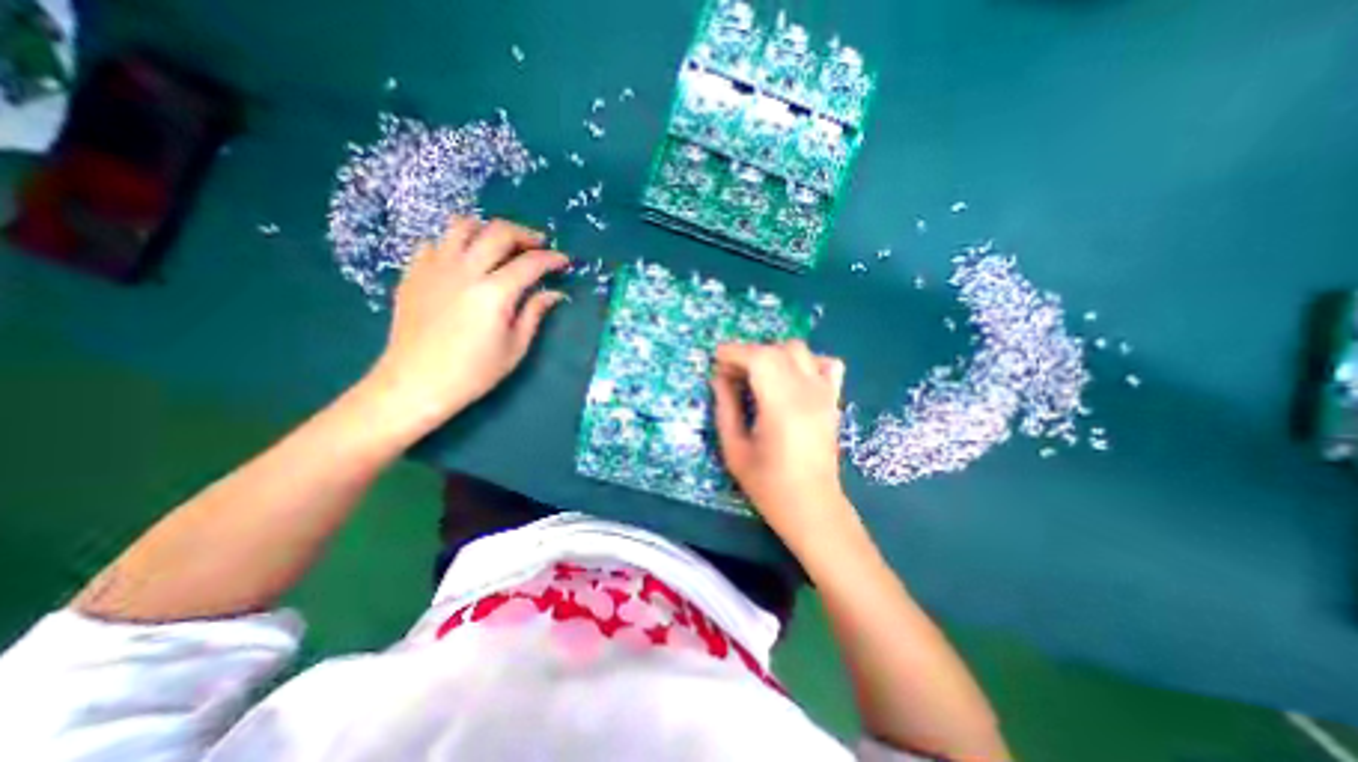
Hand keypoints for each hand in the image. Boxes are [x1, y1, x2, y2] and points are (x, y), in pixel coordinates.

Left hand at [359, 218, 568, 437]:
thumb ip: (534, 313)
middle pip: (498, 232)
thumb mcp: (515, 347)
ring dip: (488, 229)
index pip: (530, 263)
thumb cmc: (474, 372)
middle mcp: (465, 271)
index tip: (564, 261)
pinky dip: (455, 244)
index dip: (552, 259)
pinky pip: (435, 242)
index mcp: (494, 293)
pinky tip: (464, 261)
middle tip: (538, 245)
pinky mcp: (413, 273)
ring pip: (462, 226)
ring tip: (500, 244)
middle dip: (525, 234)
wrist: (416, 383)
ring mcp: (435, 268)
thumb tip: (554, 293)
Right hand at [713, 339, 846, 535]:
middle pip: (776, 350)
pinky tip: (791, 378)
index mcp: (781, 406)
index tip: (715, 360)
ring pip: (799, 350)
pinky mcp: (833, 399)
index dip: (734, 352)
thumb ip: (725, 408)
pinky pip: (825, 363)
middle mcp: (807, 392)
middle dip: (748, 353)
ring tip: (757, 375)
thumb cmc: (768, 485)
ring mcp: (824, 394)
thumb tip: (719, 377)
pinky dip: (805, 361)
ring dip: (772, 354)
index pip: (759, 358)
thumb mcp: (734, 449)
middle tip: (730, 374)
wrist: (812, 507)